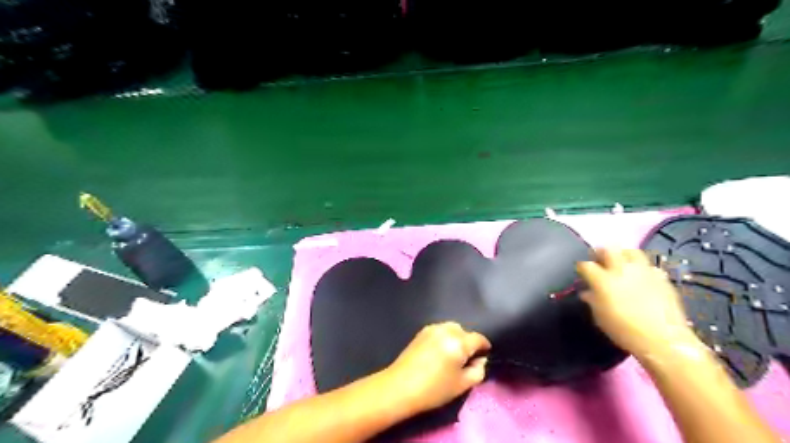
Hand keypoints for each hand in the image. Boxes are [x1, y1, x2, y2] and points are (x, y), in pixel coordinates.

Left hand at [385, 321, 491, 414]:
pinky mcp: (421, 332)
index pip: (479, 338)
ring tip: (451, 356)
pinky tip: (439, 352)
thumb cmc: (434, 389)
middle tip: (465, 360)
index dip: (485, 347)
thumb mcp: (462, 385)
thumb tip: (480, 360)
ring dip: (455, 338)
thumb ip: (478, 371)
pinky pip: (439, 330)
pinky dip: (444, 337)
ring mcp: (432, 329)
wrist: (400, 387)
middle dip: (468, 343)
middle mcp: (446, 330)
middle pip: (464, 332)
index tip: (484, 356)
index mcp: (459, 342)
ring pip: (451, 328)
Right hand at [579, 249, 699, 358]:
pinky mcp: (661, 277)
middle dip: (600, 252)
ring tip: (620, 263)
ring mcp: (643, 271)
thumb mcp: (600, 318)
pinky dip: (641, 268)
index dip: (581, 267)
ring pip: (630, 251)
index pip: (586, 265)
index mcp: (603, 280)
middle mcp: (622, 270)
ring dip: (622, 254)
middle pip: (608, 249)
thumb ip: (592, 301)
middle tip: (599, 259)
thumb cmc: (624, 331)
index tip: (581, 272)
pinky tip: (640, 277)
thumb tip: (587, 293)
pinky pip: (648, 265)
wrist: (664, 341)